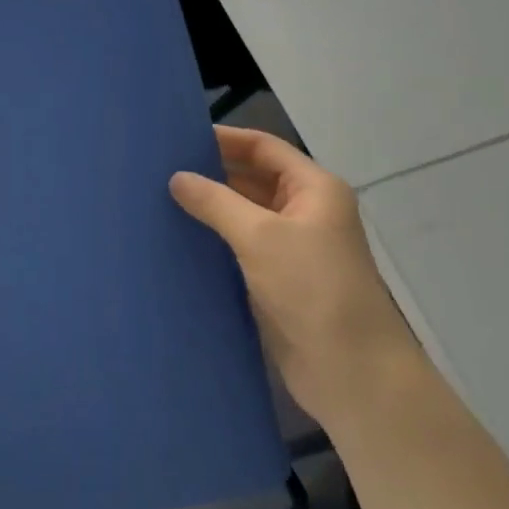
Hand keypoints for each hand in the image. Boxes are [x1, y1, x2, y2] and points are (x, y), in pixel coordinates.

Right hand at [170, 128, 415, 429]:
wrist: (351, 370)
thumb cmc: (313, 289)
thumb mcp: (261, 236)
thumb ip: (216, 202)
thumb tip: (177, 178)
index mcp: (314, 190)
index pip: (264, 148)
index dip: (225, 139)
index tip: (177, 137)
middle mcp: (304, 213)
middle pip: (252, 179)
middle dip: (211, 173)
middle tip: (158, 169)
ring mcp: (290, 249)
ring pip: (242, 216)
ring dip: (208, 208)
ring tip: (157, 200)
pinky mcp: (275, 280)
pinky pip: (237, 248)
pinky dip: (211, 240)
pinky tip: (176, 239)